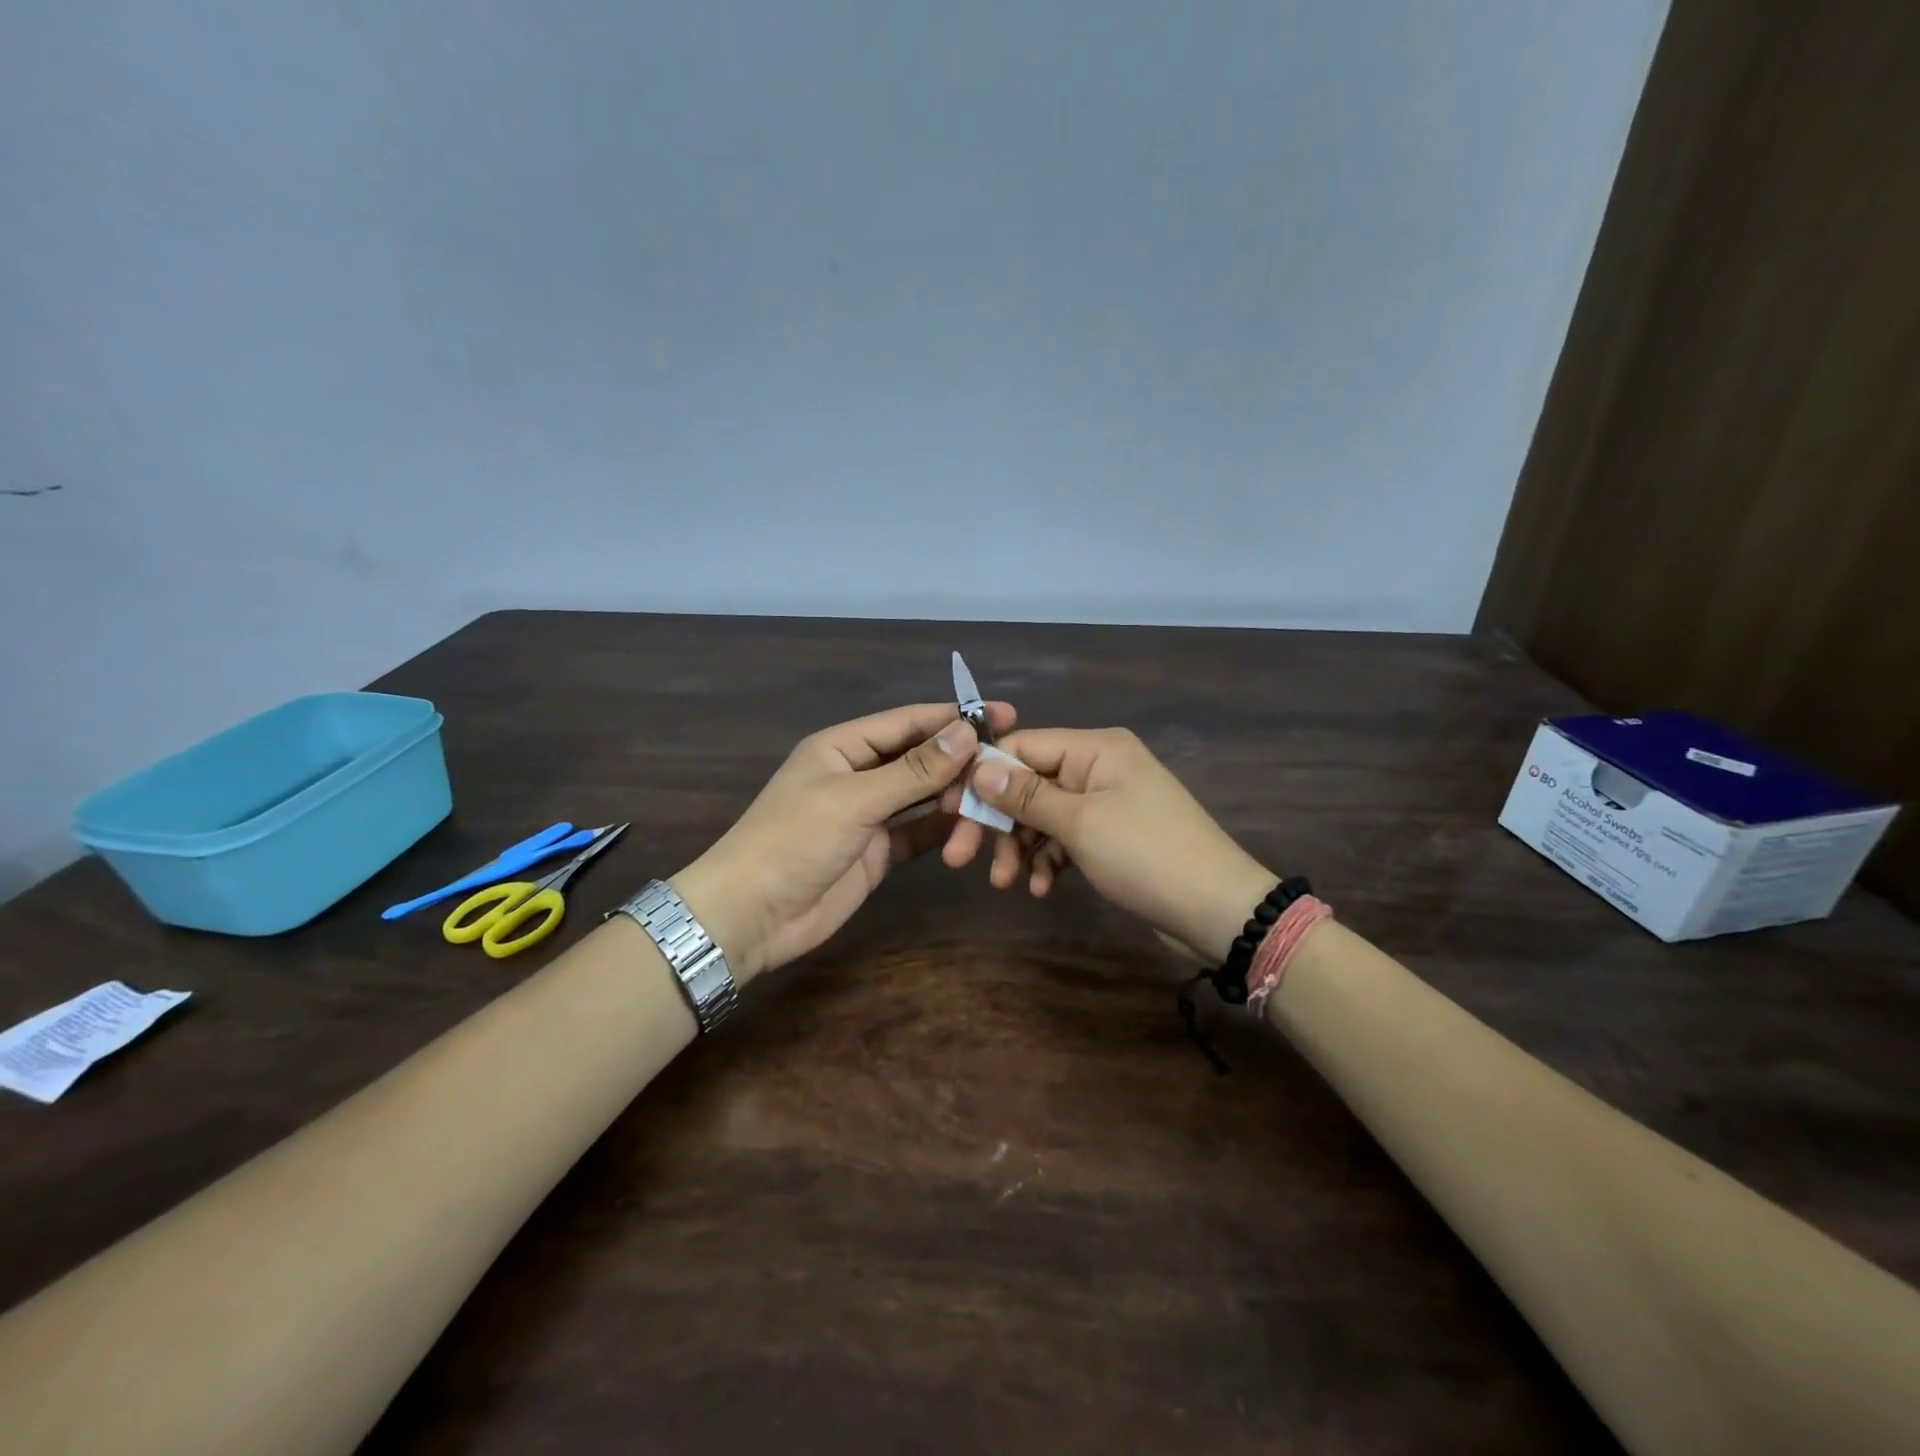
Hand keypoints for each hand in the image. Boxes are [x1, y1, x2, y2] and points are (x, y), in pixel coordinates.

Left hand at [670, 701, 1015, 980]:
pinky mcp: (877, 852)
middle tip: (1007, 768)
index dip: (956, 716)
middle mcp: (859, 774)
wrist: (750, 916)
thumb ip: (914, 770)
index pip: (909, 722)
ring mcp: (869, 815)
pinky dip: (943, 830)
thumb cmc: (794, 841)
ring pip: (924, 796)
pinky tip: (972, 831)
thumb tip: (967, 733)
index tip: (1005, 714)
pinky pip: (918, 832)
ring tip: (991, 806)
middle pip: (921, 758)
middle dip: (961, 761)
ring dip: (956, 799)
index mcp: (844, 746)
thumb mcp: (855, 800)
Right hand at [945, 727, 1273, 963]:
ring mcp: (1106, 802)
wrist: (1218, 911)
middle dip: (997, 821)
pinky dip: (1049, 860)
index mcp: (1095, 748)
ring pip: (1043, 815)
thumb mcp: (1080, 823)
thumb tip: (977, 766)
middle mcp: (1098, 767)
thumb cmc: (1146, 855)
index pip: (1022, 746)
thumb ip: (1025, 795)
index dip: (982, 775)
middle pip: (1028, 783)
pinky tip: (1042, 888)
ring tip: (1004, 882)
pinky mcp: (1112, 836)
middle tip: (960, 857)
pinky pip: (1066, 838)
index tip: (948, 810)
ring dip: (1020, 846)